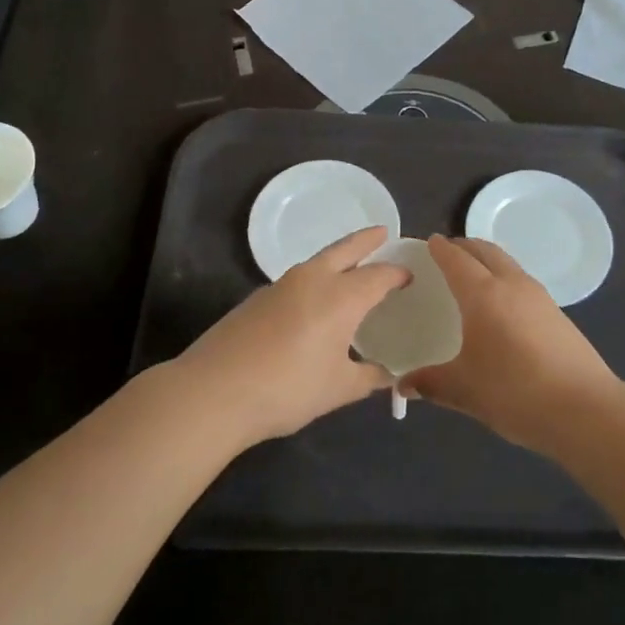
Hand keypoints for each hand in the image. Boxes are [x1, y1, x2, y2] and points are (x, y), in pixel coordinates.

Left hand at [179, 226, 408, 444]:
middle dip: (367, 239)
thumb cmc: (287, 388)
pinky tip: (314, 301)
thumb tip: (389, 376)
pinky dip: (316, 278)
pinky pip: (298, 278)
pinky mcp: (258, 298)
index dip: (396, 273)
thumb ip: (369, 378)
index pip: (378, 275)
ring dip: (339, 257)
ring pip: (318, 260)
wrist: (215, 391)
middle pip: (346, 249)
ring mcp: (281, 285)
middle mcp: (314, 279)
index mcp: (342, 297)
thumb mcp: (338, 389)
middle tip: (382, 232)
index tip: (409, 275)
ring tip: (351, 267)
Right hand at [401, 235, 621, 454]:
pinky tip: (502, 306)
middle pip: (486, 250)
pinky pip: (522, 281)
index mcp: (483, 295)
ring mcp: (539, 297)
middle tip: (448, 252)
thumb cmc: (515, 392)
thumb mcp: (465, 390)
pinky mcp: (557, 313)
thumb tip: (403, 385)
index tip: (430, 242)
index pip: (457, 259)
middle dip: (465, 246)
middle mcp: (511, 285)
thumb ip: (431, 383)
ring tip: (473, 275)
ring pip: (508, 264)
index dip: (441, 249)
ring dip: (488, 260)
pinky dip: (505, 278)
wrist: (585, 409)